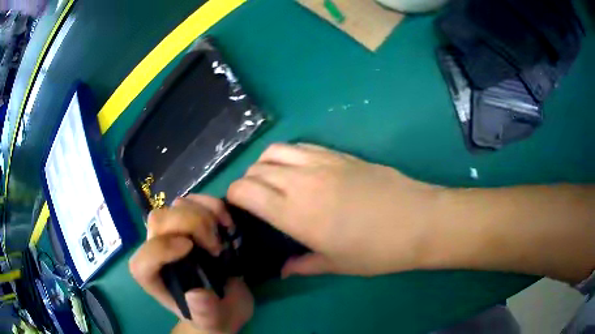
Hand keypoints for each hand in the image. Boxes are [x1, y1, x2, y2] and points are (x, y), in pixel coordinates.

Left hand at [129, 195, 253, 333]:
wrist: (226, 303)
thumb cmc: (215, 315)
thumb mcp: (213, 321)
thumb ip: (205, 312)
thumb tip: (197, 294)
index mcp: (156, 279)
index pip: (143, 260)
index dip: (159, 249)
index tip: (190, 249)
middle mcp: (158, 251)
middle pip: (159, 221)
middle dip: (189, 225)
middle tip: (215, 247)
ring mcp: (175, 233)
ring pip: (176, 205)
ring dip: (203, 214)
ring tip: (223, 235)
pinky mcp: (193, 223)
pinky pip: (196, 200)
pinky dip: (212, 204)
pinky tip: (226, 222)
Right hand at [228, 143, 446, 276]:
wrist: (417, 221)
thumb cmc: (377, 250)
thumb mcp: (336, 264)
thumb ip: (303, 265)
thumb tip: (283, 270)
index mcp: (295, 213)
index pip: (245, 190)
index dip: (233, 196)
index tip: (238, 208)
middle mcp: (301, 182)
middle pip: (256, 169)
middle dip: (247, 182)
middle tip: (255, 199)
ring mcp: (321, 162)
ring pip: (274, 151)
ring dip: (264, 164)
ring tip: (272, 181)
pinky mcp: (339, 154)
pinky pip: (300, 146)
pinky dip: (288, 155)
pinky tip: (298, 170)